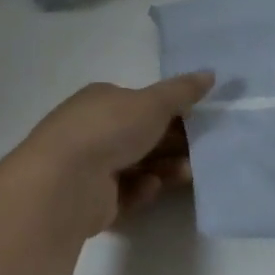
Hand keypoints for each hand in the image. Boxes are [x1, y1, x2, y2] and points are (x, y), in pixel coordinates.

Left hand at [0, 72, 214, 242]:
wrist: (64, 182)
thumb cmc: (108, 130)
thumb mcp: (152, 103)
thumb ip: (182, 91)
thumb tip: (210, 74)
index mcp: (102, 100)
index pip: (141, 103)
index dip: (171, 110)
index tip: (200, 121)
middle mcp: (93, 130)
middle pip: (141, 136)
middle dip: (173, 143)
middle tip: (203, 151)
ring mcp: (90, 166)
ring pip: (137, 165)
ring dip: (164, 168)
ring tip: (188, 174)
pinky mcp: (92, 200)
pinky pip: (126, 193)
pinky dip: (142, 189)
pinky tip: (152, 187)